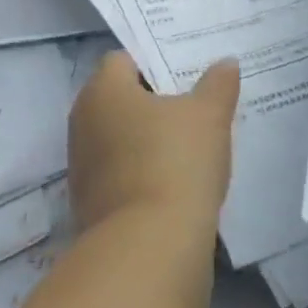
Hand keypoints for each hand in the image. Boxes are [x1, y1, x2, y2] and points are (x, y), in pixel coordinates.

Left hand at [68, 53, 239, 235]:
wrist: (150, 247)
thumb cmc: (176, 162)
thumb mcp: (209, 116)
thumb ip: (217, 85)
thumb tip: (225, 63)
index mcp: (103, 90)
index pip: (123, 60)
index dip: (154, 62)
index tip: (186, 73)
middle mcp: (82, 122)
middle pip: (119, 100)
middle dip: (152, 101)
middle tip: (193, 105)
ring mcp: (81, 166)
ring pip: (118, 138)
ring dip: (146, 140)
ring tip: (189, 145)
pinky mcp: (89, 204)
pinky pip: (119, 174)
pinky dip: (142, 172)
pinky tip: (174, 181)